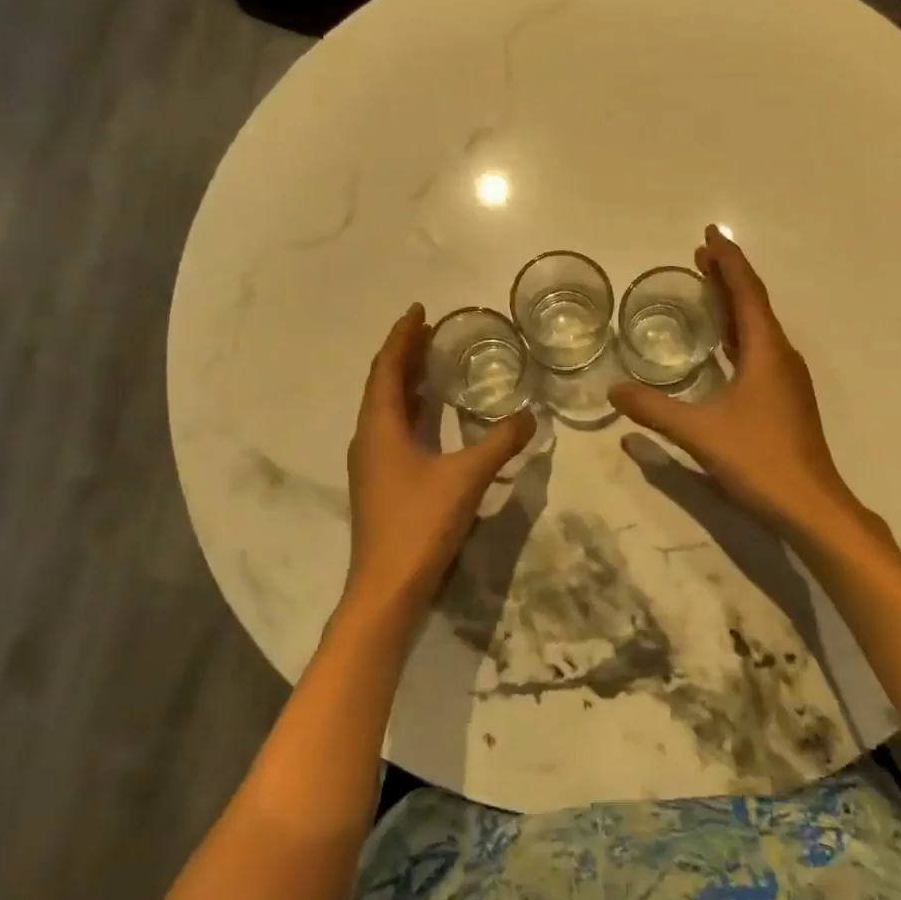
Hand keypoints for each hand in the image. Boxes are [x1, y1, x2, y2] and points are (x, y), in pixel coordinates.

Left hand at [344, 305, 536, 616]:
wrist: (387, 588)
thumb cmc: (420, 524)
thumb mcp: (467, 478)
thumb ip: (500, 443)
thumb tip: (531, 417)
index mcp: (381, 427)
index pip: (386, 367)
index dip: (402, 336)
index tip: (419, 311)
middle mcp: (369, 438)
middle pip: (382, 383)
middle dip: (404, 353)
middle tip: (431, 330)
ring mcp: (371, 463)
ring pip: (385, 407)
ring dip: (404, 381)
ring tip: (430, 361)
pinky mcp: (380, 482)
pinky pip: (391, 428)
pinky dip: (409, 409)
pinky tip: (430, 415)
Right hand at [610, 227, 860, 539]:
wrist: (811, 507)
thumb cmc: (760, 460)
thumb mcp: (700, 433)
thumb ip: (655, 410)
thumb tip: (613, 391)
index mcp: (766, 352)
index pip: (747, 292)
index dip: (728, 261)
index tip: (710, 234)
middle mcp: (781, 357)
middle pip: (754, 304)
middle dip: (727, 277)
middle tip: (699, 255)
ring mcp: (786, 379)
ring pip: (758, 328)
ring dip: (733, 304)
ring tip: (707, 288)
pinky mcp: (785, 399)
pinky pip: (759, 350)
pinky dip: (738, 334)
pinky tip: (722, 346)